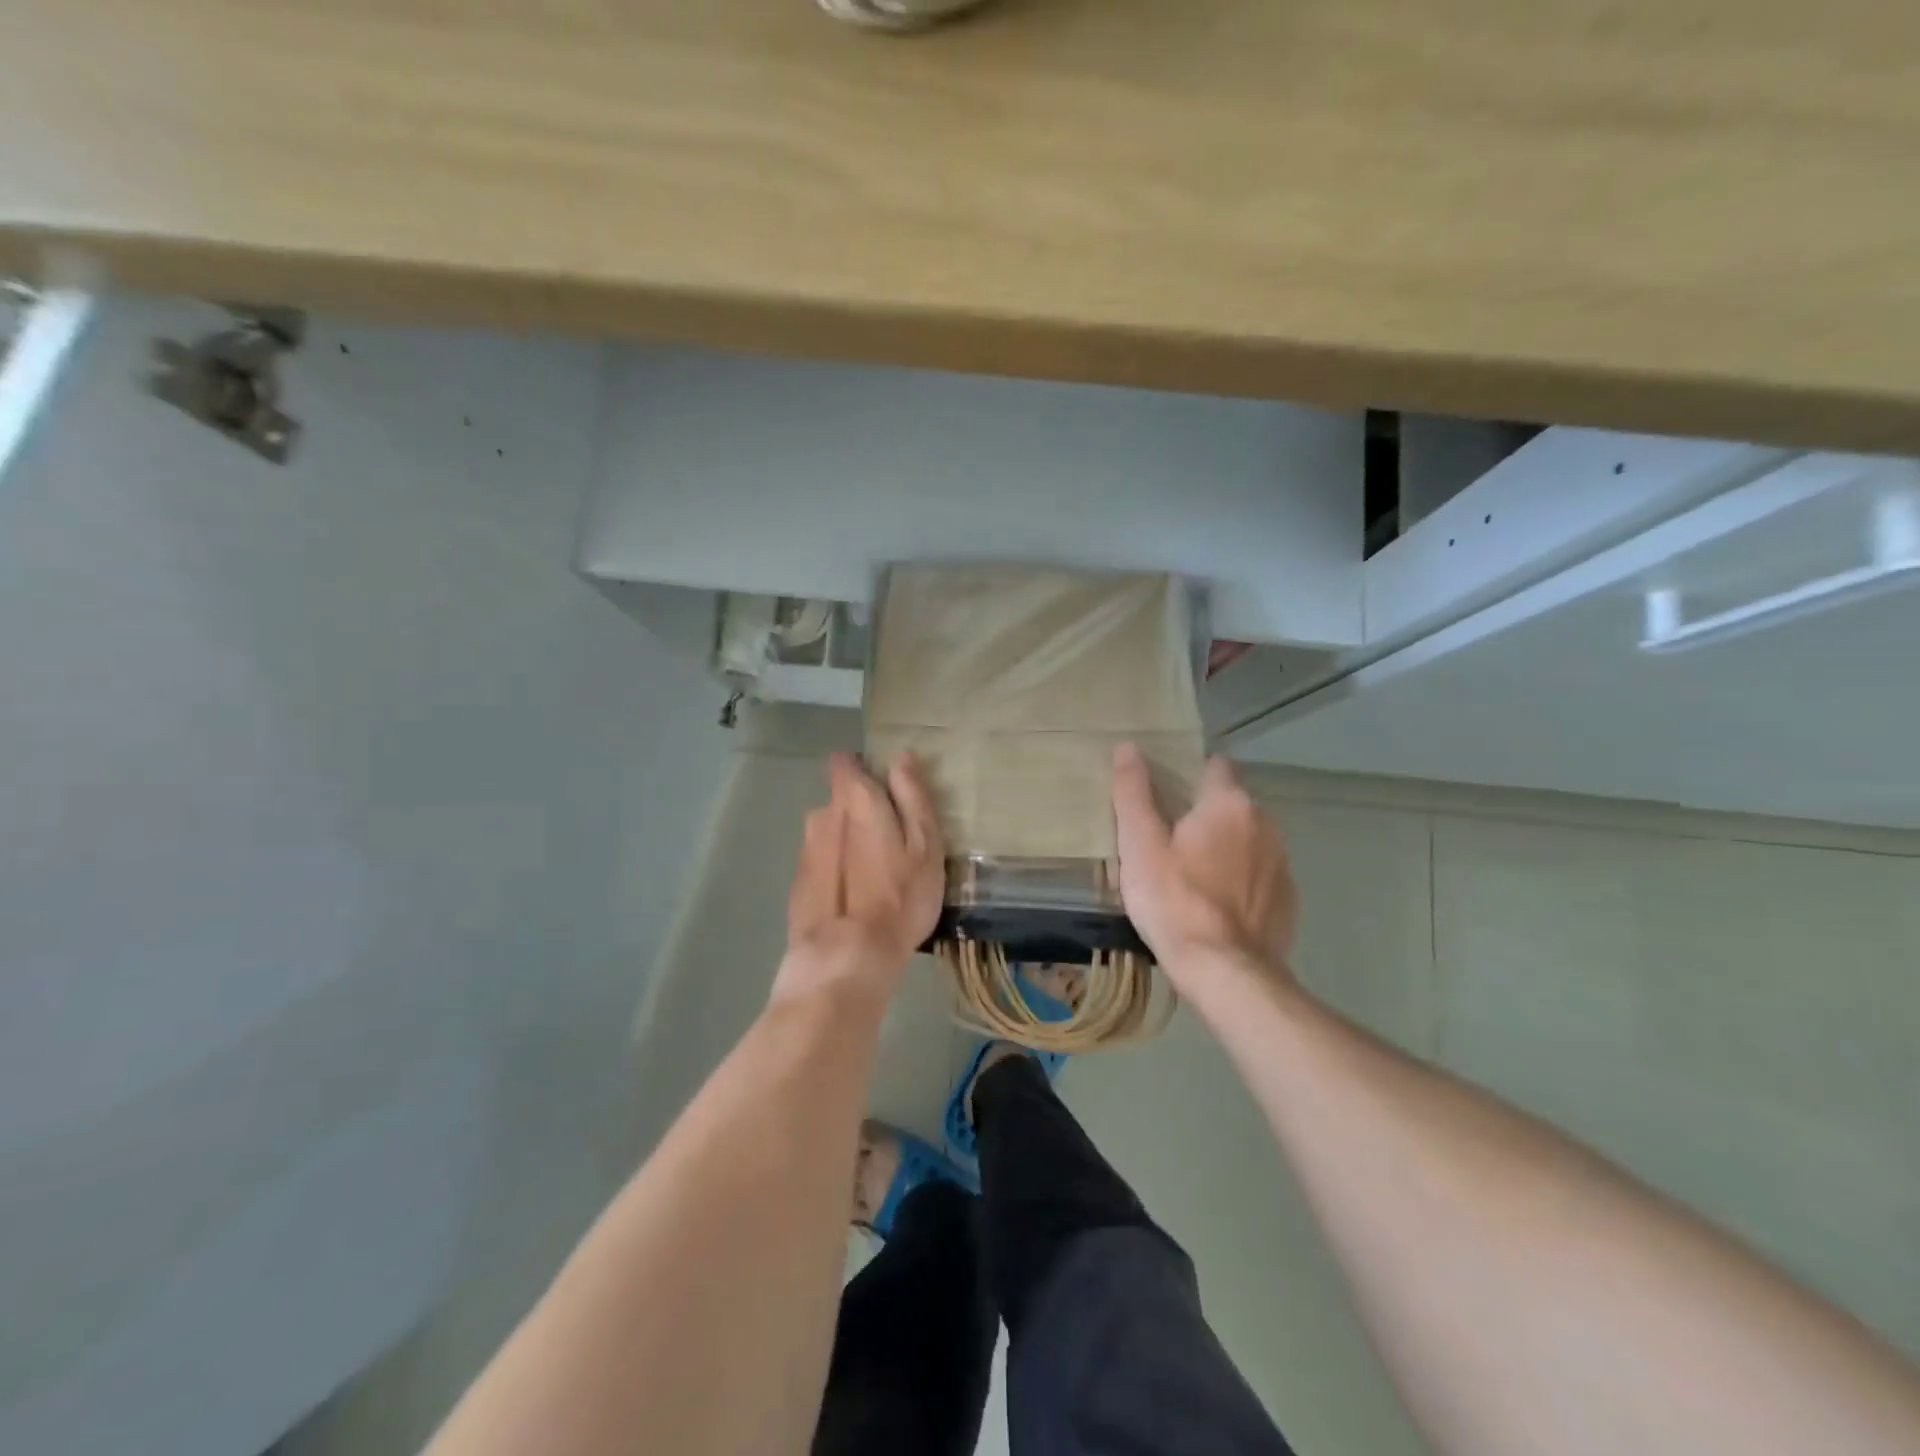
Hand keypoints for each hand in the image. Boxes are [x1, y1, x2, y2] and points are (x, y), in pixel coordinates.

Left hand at [777, 751, 943, 1004]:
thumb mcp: (925, 845)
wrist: (847, 959)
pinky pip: (823, 863)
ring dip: (849, 843)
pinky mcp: (798, 882)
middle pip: (841, 800)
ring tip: (875, 876)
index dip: (865, 770)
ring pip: (832, 833)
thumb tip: (901, 758)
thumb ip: (913, 797)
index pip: (845, 762)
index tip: (888, 792)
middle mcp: (822, 815)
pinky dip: (837, 871)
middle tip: (893, 844)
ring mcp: (806, 849)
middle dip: (862, 813)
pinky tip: (855, 899)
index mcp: (853, 799)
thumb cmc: (899, 898)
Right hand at [1111, 743, 1298, 982]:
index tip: (1165, 793)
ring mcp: (1282, 863)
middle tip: (1168, 838)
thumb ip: (1133, 793)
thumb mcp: (1140, 845)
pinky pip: (1259, 874)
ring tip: (1191, 873)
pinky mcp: (1288, 900)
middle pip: (1231, 804)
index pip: (1215, 765)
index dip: (1189, 773)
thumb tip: (1128, 747)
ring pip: (1248, 839)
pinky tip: (1216, 904)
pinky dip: (1241, 879)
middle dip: (1205, 813)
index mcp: (1229, 804)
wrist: (1227, 973)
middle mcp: (1265, 824)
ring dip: (1225, 846)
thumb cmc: (1174, 902)